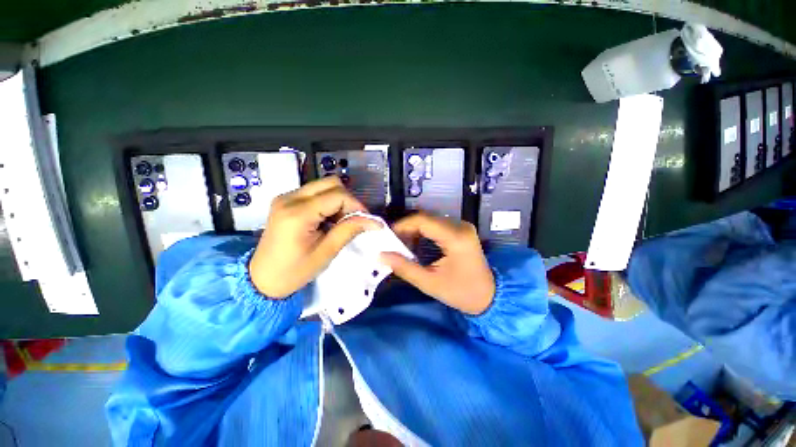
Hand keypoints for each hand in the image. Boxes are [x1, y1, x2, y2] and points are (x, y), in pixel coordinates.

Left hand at [249, 177, 380, 297]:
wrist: (261, 279)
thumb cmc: (294, 271)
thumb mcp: (326, 253)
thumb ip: (349, 231)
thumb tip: (373, 221)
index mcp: (298, 213)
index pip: (338, 195)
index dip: (357, 205)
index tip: (366, 221)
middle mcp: (289, 198)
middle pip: (331, 183)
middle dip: (348, 200)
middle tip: (354, 219)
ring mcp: (286, 197)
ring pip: (323, 185)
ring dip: (339, 200)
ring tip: (341, 221)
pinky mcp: (286, 201)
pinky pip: (315, 192)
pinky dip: (328, 202)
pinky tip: (329, 219)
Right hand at [380, 214, 494, 314]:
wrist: (489, 297)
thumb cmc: (461, 293)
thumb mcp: (430, 283)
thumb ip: (404, 268)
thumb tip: (381, 255)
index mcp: (456, 237)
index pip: (423, 220)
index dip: (402, 225)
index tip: (387, 236)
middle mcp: (461, 226)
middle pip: (426, 217)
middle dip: (406, 227)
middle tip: (392, 241)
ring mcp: (463, 226)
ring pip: (431, 219)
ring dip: (414, 229)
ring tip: (401, 243)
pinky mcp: (462, 230)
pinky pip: (437, 224)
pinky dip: (423, 231)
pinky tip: (416, 242)